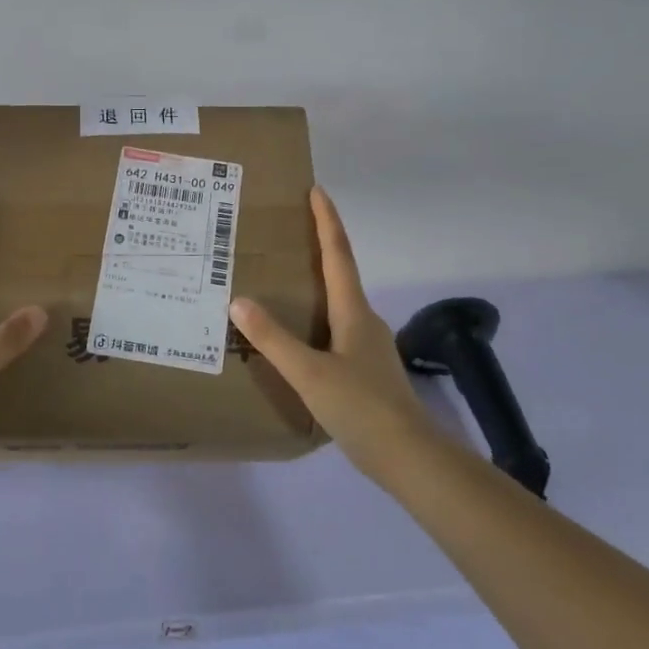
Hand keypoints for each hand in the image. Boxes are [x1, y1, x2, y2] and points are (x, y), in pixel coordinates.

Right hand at [230, 187, 438, 477]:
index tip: (316, 191)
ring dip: (314, 287)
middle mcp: (364, 321)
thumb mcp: (309, 373)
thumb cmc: (361, 407)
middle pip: (340, 274)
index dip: (327, 221)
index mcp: (353, 312)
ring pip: (337, 306)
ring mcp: (368, 347)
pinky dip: (314, 321)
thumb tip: (238, 300)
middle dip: (317, 249)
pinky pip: (334, 331)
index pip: (338, 255)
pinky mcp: (365, 371)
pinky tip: (295, 340)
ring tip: (279, 286)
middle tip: (284, 236)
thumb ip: (273, 339)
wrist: (409, 457)